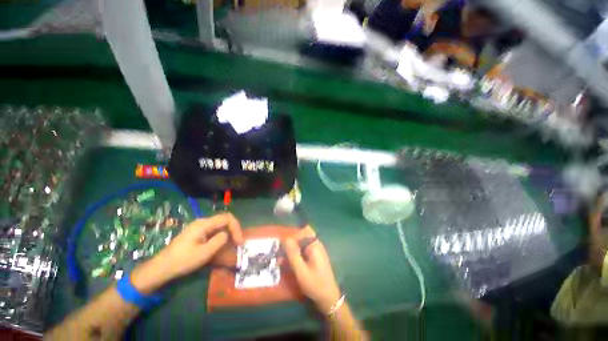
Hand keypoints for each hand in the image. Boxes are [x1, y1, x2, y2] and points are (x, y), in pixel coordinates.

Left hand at [131, 213, 242, 293]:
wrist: (162, 268)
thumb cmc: (183, 260)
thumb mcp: (204, 253)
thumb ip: (219, 241)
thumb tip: (227, 234)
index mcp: (204, 224)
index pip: (227, 218)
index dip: (236, 227)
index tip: (239, 241)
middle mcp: (202, 222)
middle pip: (224, 220)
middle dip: (233, 230)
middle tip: (238, 243)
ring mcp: (199, 227)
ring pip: (220, 226)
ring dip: (228, 234)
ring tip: (232, 246)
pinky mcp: (197, 234)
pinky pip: (214, 231)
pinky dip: (221, 237)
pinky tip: (222, 246)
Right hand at [284, 238, 341, 313]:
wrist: (329, 298)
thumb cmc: (315, 284)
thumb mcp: (301, 271)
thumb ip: (293, 254)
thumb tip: (286, 238)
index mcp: (315, 245)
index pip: (303, 231)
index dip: (292, 237)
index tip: (283, 248)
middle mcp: (317, 244)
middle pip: (303, 235)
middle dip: (292, 242)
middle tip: (282, 253)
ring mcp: (317, 250)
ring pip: (303, 242)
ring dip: (293, 249)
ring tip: (283, 260)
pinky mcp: (316, 256)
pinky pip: (305, 249)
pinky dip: (297, 253)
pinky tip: (291, 263)